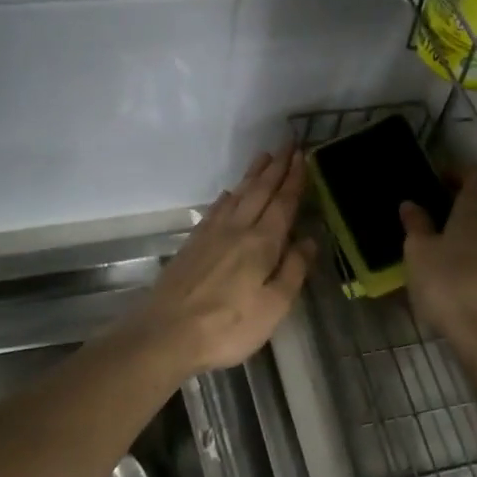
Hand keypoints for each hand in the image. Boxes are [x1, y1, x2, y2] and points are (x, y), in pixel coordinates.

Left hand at [131, 147, 314, 375]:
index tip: (302, 155)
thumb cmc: (228, 326)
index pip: (283, 203)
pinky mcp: (192, 245)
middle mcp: (237, 229)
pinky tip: (228, 194)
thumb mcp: (274, 306)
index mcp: (262, 243)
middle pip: (260, 192)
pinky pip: (215, 210)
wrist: (167, 333)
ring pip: (237, 196)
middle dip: (275, 167)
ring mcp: (211, 235)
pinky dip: (226, 197)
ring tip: (263, 157)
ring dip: (252, 176)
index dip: (294, 179)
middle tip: (287, 144)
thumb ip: (293, 270)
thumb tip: (309, 240)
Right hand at [400, 165, 476, 354]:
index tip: (439, 180)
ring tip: (444, 253)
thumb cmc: (448, 285)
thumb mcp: (419, 254)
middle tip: (434, 221)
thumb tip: (411, 204)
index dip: (460, 172)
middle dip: (461, 209)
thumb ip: (416, 226)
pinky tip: (460, 277)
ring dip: (470, 237)